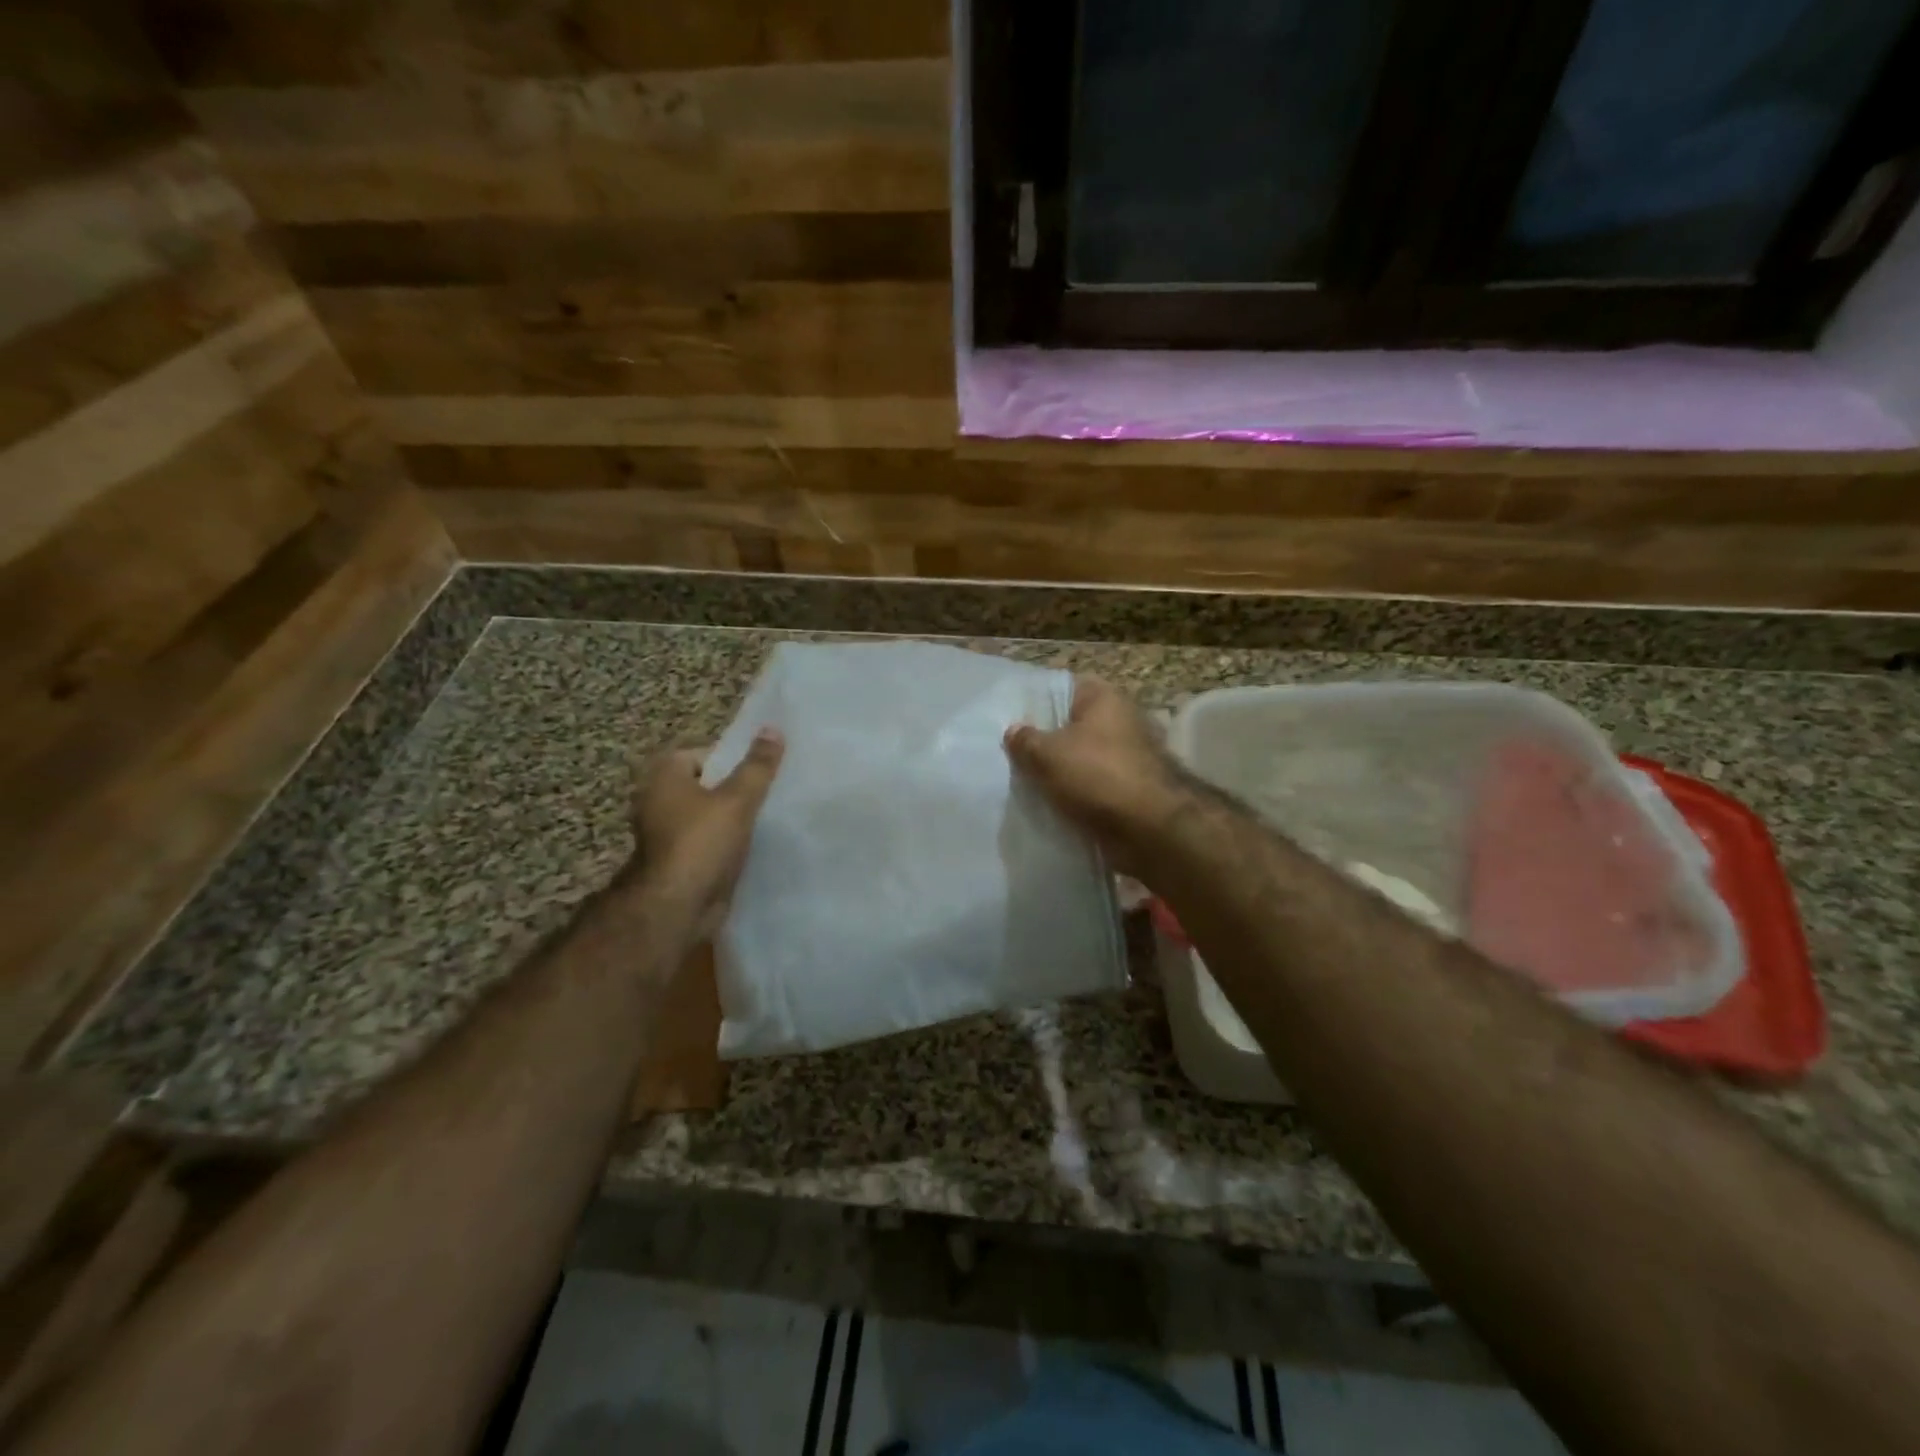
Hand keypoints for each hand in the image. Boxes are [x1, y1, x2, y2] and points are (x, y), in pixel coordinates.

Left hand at [630, 728, 783, 931]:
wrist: (676, 907)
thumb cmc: (701, 843)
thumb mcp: (737, 799)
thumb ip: (757, 766)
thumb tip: (773, 729)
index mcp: (665, 777)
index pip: (705, 753)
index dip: (735, 758)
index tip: (764, 767)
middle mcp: (659, 800)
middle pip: (709, 783)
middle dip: (739, 787)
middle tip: (774, 788)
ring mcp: (668, 833)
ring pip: (711, 814)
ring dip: (736, 816)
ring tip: (771, 815)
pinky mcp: (680, 859)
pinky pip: (711, 840)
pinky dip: (729, 840)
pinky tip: (757, 843)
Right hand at [1003, 676, 1188, 873]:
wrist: (1149, 830)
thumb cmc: (1097, 777)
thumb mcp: (1047, 755)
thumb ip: (1025, 740)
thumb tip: (1014, 731)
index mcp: (1104, 698)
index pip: (1063, 688)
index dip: (1036, 702)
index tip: (1010, 720)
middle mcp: (1121, 721)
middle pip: (1072, 726)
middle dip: (1046, 742)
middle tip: (1012, 756)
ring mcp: (1129, 756)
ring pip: (1082, 759)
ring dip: (1061, 773)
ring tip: (1026, 784)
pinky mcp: (1131, 789)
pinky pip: (1094, 787)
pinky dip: (1077, 796)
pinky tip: (1051, 806)